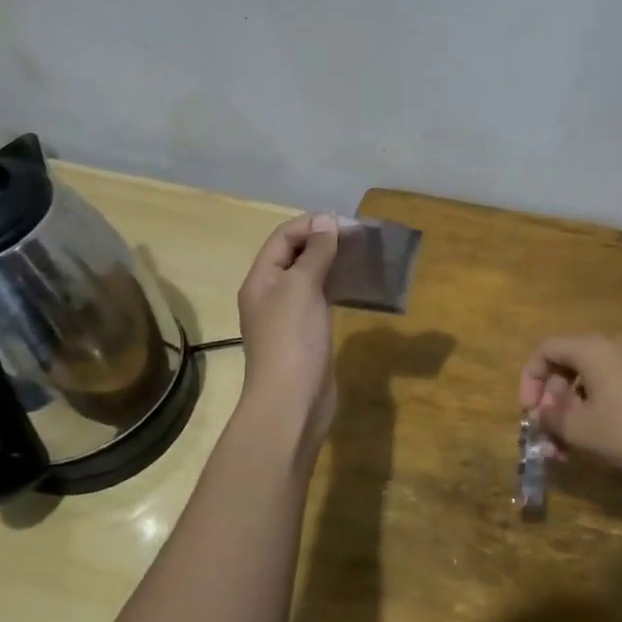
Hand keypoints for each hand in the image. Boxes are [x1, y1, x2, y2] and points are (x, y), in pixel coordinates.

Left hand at [237, 213, 340, 443]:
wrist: (292, 401)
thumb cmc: (293, 339)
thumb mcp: (302, 287)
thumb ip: (315, 253)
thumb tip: (326, 220)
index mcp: (261, 279)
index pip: (282, 238)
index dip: (310, 224)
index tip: (345, 222)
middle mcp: (270, 294)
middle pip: (294, 256)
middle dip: (322, 241)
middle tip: (357, 237)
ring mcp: (288, 316)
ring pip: (308, 278)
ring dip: (330, 263)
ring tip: (360, 255)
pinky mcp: (306, 334)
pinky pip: (319, 299)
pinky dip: (335, 286)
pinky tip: (355, 285)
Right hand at [519, 334, 621, 484]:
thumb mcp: (581, 430)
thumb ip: (551, 419)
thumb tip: (542, 413)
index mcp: (592, 348)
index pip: (546, 349)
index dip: (529, 380)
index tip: (529, 413)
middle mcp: (613, 346)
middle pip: (567, 365)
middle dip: (551, 401)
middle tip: (548, 435)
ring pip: (588, 381)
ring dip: (572, 411)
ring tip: (567, 449)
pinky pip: (610, 388)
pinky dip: (594, 410)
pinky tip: (593, 442)